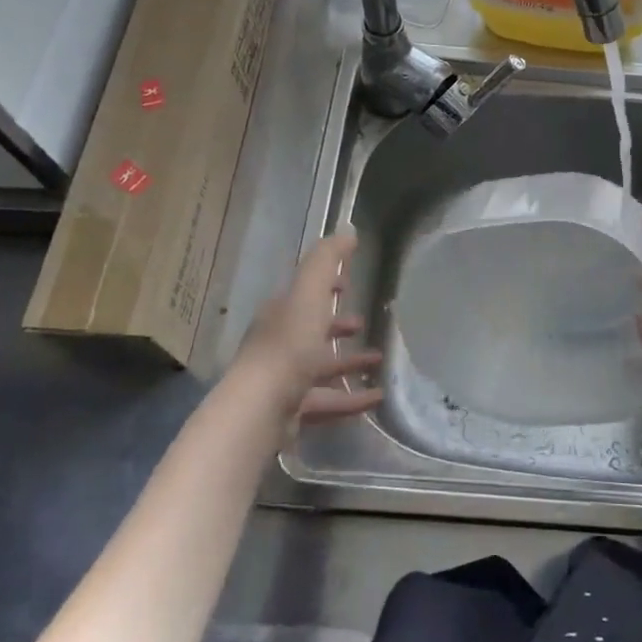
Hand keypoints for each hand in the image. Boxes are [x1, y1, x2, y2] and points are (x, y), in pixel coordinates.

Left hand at [231, 232, 382, 436]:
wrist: (261, 408)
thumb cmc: (288, 345)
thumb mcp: (309, 295)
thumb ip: (326, 262)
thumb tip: (347, 231)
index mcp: (281, 314)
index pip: (304, 294)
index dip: (325, 287)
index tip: (348, 284)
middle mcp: (279, 344)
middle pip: (311, 330)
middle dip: (336, 325)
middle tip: (362, 323)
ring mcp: (284, 379)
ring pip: (320, 366)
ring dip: (348, 362)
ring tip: (379, 360)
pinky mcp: (293, 410)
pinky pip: (328, 400)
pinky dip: (352, 398)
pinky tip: (377, 398)